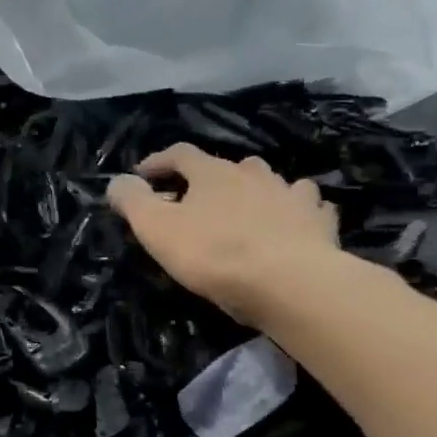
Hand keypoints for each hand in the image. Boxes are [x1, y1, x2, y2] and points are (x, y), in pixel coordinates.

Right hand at [107, 145, 341, 327]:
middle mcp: (254, 174)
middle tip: (199, 200)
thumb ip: (133, 202)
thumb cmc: (215, 255)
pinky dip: (297, 211)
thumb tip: (117, 180)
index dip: (158, 161)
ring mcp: (291, 194)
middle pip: (229, 166)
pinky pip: (308, 207)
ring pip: (272, 182)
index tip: (142, 175)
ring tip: (248, 210)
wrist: (291, 282)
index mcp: (213, 173)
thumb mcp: (158, 230)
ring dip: (257, 191)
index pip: (180, 154)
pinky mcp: (319, 221)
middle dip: (211, 178)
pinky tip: (295, 223)